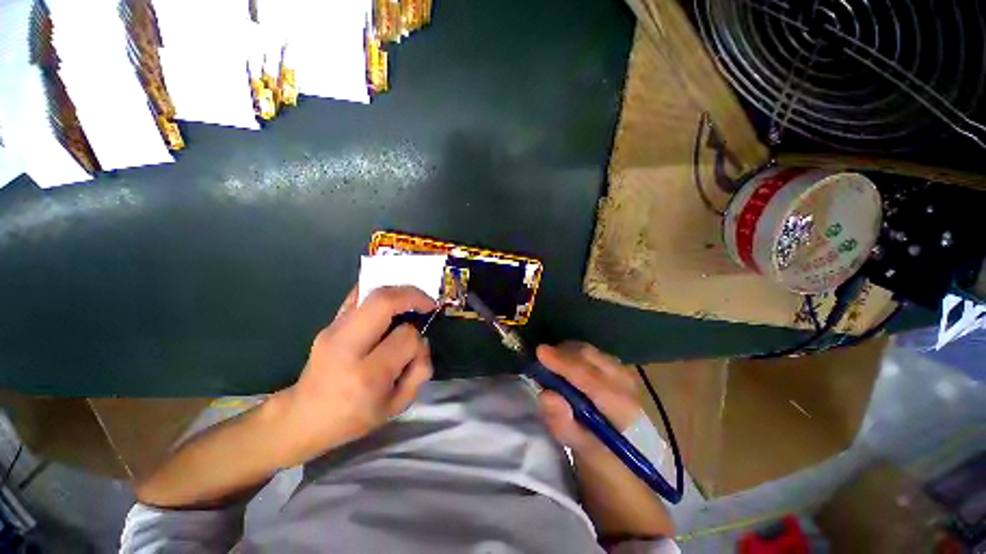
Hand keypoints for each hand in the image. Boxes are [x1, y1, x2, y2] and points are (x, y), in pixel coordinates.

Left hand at [271, 286, 436, 466]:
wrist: (302, 417)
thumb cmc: (353, 417)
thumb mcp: (396, 406)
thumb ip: (419, 372)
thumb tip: (422, 340)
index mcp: (367, 374)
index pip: (405, 338)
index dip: (418, 339)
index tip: (418, 347)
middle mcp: (347, 346)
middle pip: (384, 302)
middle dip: (412, 296)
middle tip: (427, 302)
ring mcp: (333, 331)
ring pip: (371, 294)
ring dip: (398, 292)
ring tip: (412, 301)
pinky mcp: (329, 324)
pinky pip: (357, 296)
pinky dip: (378, 293)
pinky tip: (389, 302)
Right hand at [536, 342, 641, 455]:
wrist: (629, 459)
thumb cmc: (605, 459)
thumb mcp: (582, 452)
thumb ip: (564, 424)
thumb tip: (545, 395)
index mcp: (622, 408)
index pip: (590, 378)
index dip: (564, 363)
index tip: (539, 352)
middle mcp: (627, 384)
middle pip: (590, 357)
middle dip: (562, 353)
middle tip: (540, 359)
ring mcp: (624, 374)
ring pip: (590, 352)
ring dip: (567, 353)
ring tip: (551, 363)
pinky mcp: (619, 370)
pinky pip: (592, 354)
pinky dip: (575, 354)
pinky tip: (566, 364)